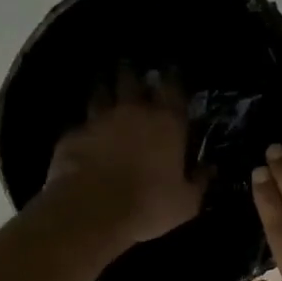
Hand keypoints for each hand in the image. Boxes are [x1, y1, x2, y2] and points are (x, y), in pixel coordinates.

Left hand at [46, 72, 204, 248]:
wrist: (92, 211)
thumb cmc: (149, 205)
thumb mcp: (186, 202)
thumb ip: (198, 181)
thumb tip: (209, 169)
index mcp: (167, 123)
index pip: (173, 88)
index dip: (173, 77)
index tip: (171, 70)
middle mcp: (133, 112)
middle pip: (131, 80)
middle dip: (132, 73)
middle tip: (131, 69)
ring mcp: (99, 120)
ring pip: (100, 93)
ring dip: (104, 90)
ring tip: (104, 88)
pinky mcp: (73, 135)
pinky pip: (80, 124)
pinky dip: (84, 126)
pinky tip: (83, 132)